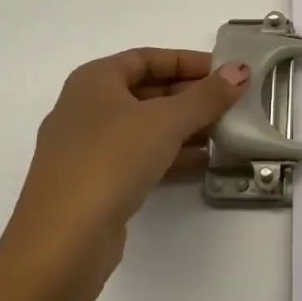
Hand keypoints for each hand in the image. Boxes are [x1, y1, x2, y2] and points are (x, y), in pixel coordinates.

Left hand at [0, 48, 248, 300]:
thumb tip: (239, 70)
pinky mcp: (93, 185)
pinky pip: (138, 158)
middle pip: (146, 92)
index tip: (223, 71)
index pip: (147, 58)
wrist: (62, 242)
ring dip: (183, 128)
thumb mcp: (167, 120)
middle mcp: (85, 108)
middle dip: (189, 96)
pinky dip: (169, 156)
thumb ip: (207, 95)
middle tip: (230, 102)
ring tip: (224, 132)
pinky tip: (202, 163)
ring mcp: (86, 149)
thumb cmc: (111, 160)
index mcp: (94, 80)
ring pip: (144, 128)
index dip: (187, 61)